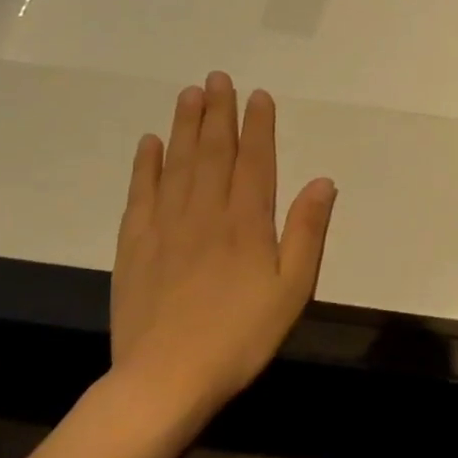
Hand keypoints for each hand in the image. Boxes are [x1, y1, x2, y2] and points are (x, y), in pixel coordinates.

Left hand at [109, 72, 335, 432]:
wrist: (165, 379)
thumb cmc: (241, 336)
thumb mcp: (292, 290)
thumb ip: (307, 233)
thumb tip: (322, 181)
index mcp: (247, 223)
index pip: (254, 161)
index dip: (257, 126)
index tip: (258, 96)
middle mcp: (205, 212)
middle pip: (212, 152)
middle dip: (218, 113)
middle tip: (218, 78)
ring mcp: (165, 226)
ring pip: (177, 163)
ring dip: (184, 126)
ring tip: (188, 94)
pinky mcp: (134, 245)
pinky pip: (141, 193)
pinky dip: (146, 164)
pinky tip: (149, 143)